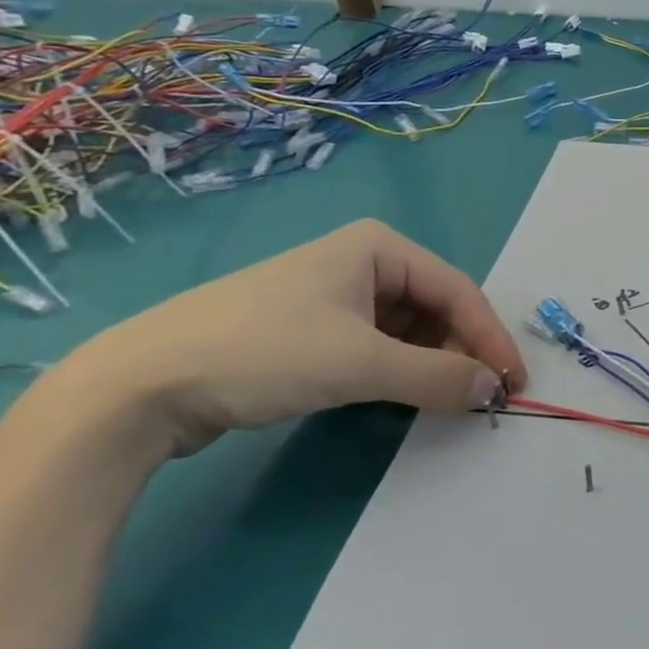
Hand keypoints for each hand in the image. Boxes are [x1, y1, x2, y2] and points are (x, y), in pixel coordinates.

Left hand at [50, 219, 526, 457]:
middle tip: (482, 397)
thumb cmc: (263, 352)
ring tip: (448, 401)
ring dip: (432, 364)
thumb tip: (494, 391)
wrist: (134, 388)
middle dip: (461, 351)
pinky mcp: (308, 330)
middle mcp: (362, 262)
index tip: (514, 383)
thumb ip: (438, 376)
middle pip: (434, 308)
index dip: (491, 338)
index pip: (458, 291)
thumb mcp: (360, 364)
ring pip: (407, 330)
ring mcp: (332, 296)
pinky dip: (398, 371)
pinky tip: (404, 397)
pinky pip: (376, 346)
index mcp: (380, 247)